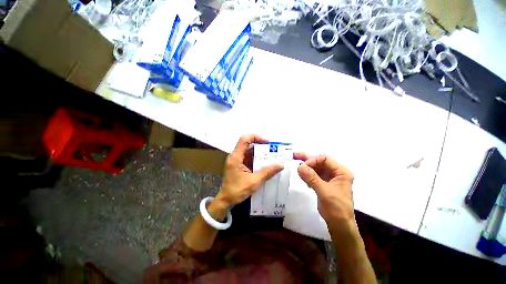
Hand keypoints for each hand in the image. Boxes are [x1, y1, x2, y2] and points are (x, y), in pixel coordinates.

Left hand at [215, 135, 283, 209]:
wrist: (226, 200)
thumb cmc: (237, 190)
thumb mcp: (254, 181)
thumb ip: (267, 172)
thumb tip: (281, 165)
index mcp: (236, 157)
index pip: (244, 139)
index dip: (256, 137)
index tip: (267, 142)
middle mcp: (235, 156)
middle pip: (248, 144)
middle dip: (260, 145)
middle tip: (272, 149)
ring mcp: (237, 160)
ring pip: (249, 151)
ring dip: (259, 153)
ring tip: (271, 155)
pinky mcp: (239, 165)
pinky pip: (248, 158)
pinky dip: (256, 159)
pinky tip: (265, 163)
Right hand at [295, 153, 354, 231]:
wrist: (339, 224)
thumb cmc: (336, 208)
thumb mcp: (324, 191)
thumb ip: (311, 178)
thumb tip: (299, 166)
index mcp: (341, 171)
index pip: (325, 159)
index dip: (312, 160)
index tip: (302, 166)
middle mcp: (336, 172)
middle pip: (319, 161)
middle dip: (307, 159)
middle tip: (294, 155)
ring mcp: (329, 177)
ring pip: (315, 167)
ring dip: (305, 165)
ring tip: (294, 161)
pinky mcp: (323, 182)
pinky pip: (313, 174)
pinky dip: (306, 173)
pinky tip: (301, 175)